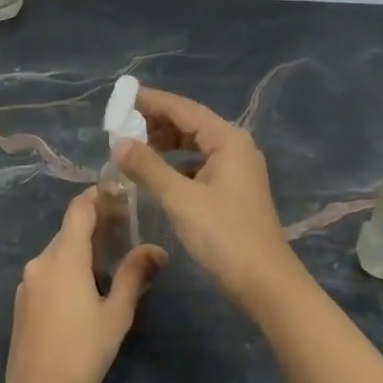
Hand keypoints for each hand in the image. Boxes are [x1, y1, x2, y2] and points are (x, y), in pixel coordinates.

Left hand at [5, 191, 165, 382]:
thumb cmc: (84, 352)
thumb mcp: (117, 313)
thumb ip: (134, 275)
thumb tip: (157, 249)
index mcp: (63, 258)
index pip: (78, 210)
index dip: (97, 196)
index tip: (120, 194)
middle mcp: (40, 262)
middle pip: (68, 230)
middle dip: (95, 225)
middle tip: (125, 230)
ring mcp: (27, 282)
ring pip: (57, 253)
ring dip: (81, 249)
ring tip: (110, 260)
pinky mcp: (22, 302)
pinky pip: (47, 272)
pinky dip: (66, 268)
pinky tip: (85, 288)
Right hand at [113, 87, 303, 304]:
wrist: (264, 283)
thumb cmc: (223, 235)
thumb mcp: (180, 199)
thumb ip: (147, 167)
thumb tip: (118, 143)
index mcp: (227, 140)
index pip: (183, 108)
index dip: (150, 102)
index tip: (119, 99)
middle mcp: (234, 147)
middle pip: (189, 124)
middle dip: (154, 124)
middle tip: (119, 129)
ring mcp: (235, 170)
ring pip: (192, 146)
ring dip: (162, 145)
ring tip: (130, 151)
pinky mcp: (230, 191)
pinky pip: (196, 166)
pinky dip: (173, 166)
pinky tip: (153, 177)